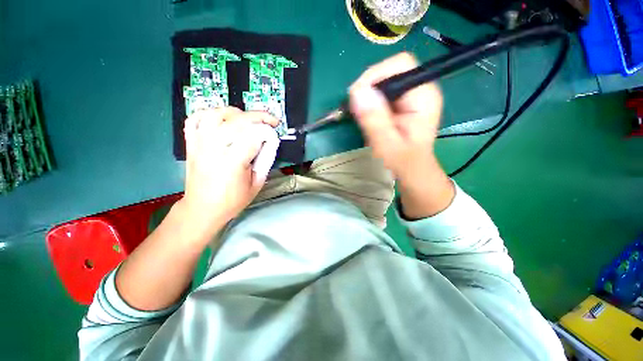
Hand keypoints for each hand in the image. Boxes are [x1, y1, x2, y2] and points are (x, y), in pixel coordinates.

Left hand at [180, 107, 279, 235]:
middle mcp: (214, 148)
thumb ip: (265, 160)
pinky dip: (209, 114)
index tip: (275, 134)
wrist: (202, 209)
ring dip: (234, 112)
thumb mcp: (257, 183)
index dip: (268, 131)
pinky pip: (195, 119)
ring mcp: (199, 144)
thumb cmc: (232, 200)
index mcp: (233, 161)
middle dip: (259, 116)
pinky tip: (221, 119)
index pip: (254, 135)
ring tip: (246, 119)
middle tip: (270, 120)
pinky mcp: (191, 144)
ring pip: (215, 114)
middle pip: (238, 121)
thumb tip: (270, 141)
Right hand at [349, 52, 453, 217]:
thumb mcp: (387, 145)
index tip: (357, 97)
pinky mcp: (400, 103)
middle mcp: (418, 89)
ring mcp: (409, 96)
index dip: (376, 75)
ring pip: (382, 81)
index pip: (400, 65)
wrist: (412, 170)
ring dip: (366, 97)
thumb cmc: (403, 162)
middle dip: (368, 88)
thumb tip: (357, 92)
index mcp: (423, 96)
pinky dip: (369, 103)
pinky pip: (380, 93)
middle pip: (389, 71)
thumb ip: (375, 120)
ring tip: (361, 116)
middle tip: (356, 110)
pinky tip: (366, 117)